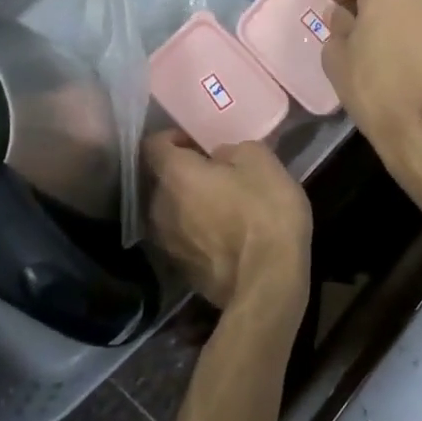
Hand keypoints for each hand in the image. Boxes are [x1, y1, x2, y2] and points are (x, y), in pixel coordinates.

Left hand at [144, 132, 311, 320]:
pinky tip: (227, 236)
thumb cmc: (264, 212)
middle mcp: (159, 206)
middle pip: (162, 179)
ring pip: (172, 211)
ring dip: (191, 204)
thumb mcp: (261, 161)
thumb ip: (232, 149)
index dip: (174, 137)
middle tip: (217, 172)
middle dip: (185, 173)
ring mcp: (167, 243)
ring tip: (224, 205)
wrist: (267, 283)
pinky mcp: (181, 270)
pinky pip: (185, 238)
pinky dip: (199, 232)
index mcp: (174, 175)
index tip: (200, 141)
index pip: (153, 144)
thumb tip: (219, 157)